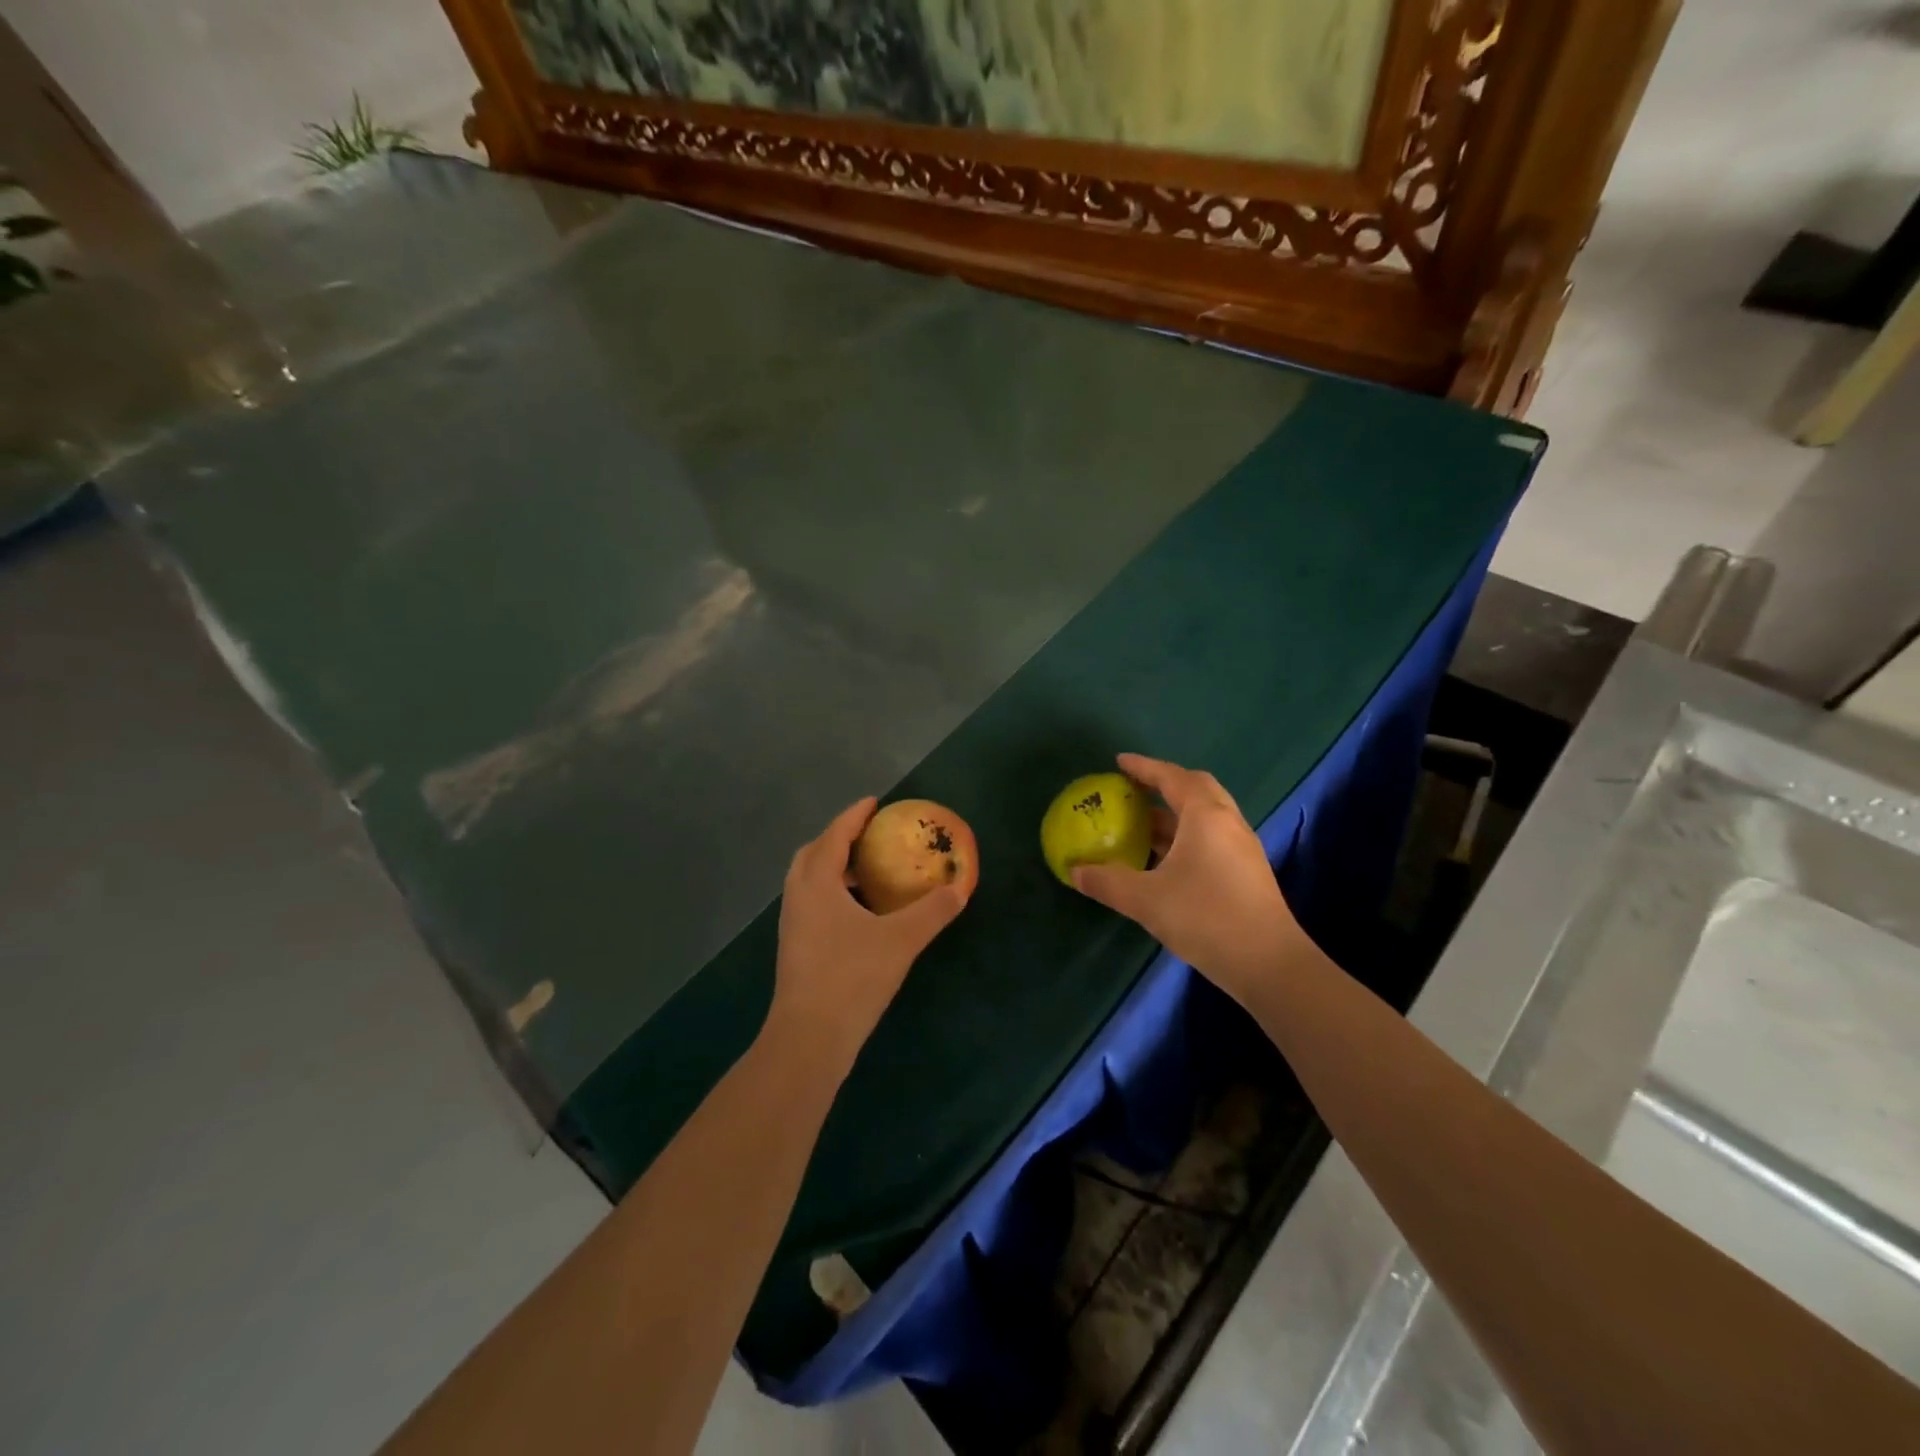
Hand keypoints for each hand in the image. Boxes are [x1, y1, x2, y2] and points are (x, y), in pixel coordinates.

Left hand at [768, 797, 970, 1073]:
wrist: (809, 1037)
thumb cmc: (852, 977)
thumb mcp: (901, 940)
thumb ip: (932, 911)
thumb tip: (959, 888)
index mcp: (817, 882)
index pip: (835, 835)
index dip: (854, 816)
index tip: (874, 802)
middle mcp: (798, 896)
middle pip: (813, 853)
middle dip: (838, 838)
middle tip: (868, 835)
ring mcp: (793, 923)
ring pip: (809, 880)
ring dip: (834, 867)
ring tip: (867, 870)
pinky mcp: (795, 947)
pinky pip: (812, 903)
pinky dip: (833, 893)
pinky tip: (859, 913)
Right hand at [1071, 754, 1307, 1001]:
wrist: (1270, 965)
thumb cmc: (1206, 918)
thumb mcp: (1146, 900)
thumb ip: (1107, 882)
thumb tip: (1074, 872)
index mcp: (1205, 816)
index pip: (1172, 777)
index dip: (1144, 767)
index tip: (1119, 763)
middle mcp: (1228, 823)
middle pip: (1196, 788)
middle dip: (1164, 784)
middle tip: (1134, 789)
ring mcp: (1242, 848)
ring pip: (1206, 816)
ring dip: (1175, 813)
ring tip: (1143, 824)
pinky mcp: (1247, 872)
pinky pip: (1212, 838)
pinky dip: (1186, 836)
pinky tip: (1166, 860)